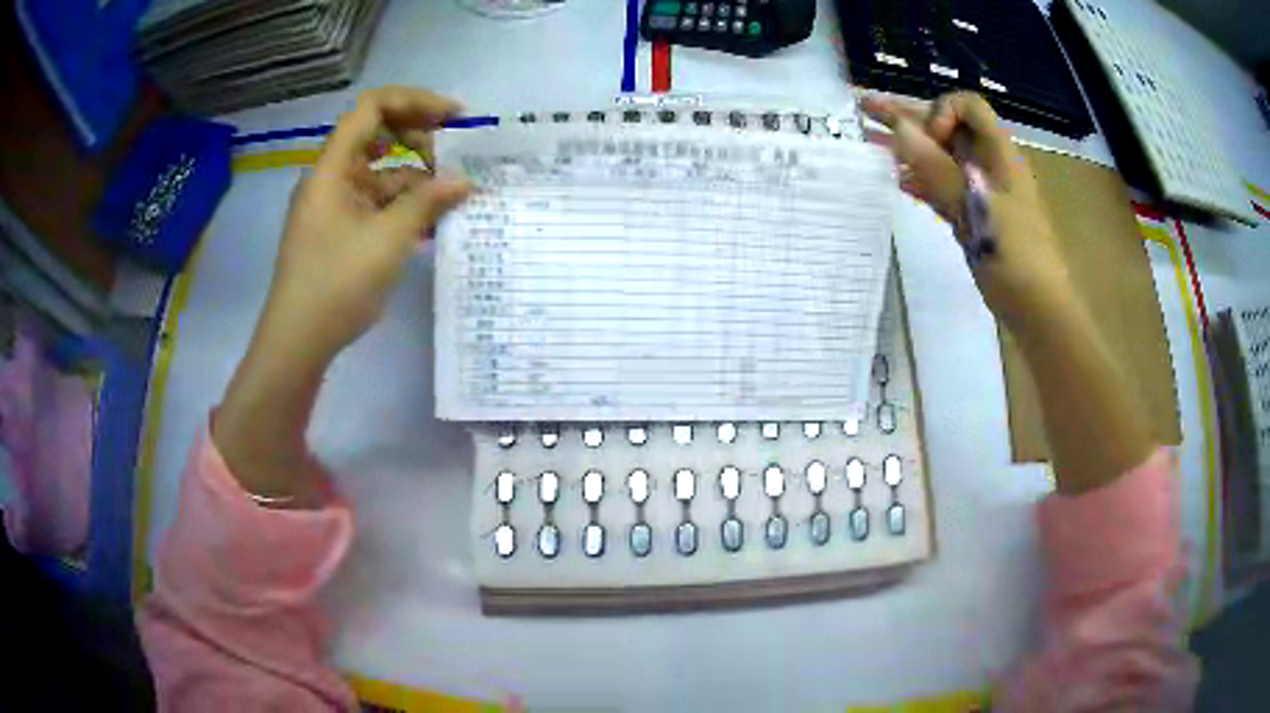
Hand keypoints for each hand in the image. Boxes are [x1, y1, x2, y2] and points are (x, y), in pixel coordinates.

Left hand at [262, 86, 472, 363]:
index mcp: (333, 167)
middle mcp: (332, 178)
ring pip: (381, 173)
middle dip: (420, 140)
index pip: (373, 108)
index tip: (455, 117)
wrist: (298, 342)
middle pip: (378, 136)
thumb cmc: (336, 283)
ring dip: (416, 179)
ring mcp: (335, 205)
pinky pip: (377, 204)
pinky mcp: (340, 231)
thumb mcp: (388, 239)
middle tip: (456, 159)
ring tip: (454, 198)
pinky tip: (431, 224)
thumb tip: (465, 181)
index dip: (415, 101)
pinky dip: (403, 207)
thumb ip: (427, 202)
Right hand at [861, 91, 1072, 334]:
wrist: (1038, 310)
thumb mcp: (976, 210)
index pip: (968, 107)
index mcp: (999, 155)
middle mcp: (988, 166)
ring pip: (941, 158)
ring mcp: (981, 192)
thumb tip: (900, 128)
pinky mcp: (973, 217)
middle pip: (947, 129)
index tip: (929, 140)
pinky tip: (897, 181)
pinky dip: (920, 180)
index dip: (941, 112)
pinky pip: (943, 188)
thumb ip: (937, 169)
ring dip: (908, 148)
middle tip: (866, 108)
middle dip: (908, 117)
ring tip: (869, 140)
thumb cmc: (1016, 258)